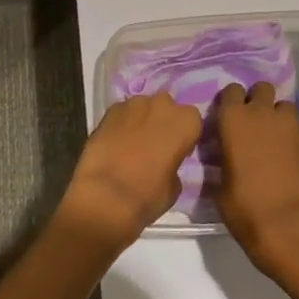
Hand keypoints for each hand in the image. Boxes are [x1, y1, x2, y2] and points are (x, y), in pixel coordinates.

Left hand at [55, 93, 202, 256]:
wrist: (105, 194)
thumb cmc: (147, 194)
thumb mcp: (175, 186)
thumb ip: (175, 164)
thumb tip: (166, 162)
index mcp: (185, 122)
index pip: (193, 120)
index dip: (185, 134)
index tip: (179, 150)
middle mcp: (162, 105)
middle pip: (167, 107)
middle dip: (163, 121)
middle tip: (157, 143)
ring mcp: (133, 104)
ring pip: (143, 106)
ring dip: (142, 119)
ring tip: (134, 143)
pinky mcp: (109, 109)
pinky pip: (122, 112)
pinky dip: (122, 123)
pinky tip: (116, 142)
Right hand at [211, 82, 298, 279]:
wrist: (288, 226)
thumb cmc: (244, 207)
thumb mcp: (219, 184)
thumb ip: (221, 160)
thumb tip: (224, 157)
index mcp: (234, 119)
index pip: (231, 91)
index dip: (231, 102)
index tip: (230, 118)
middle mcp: (263, 113)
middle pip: (262, 89)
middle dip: (259, 101)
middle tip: (254, 124)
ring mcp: (291, 126)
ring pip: (285, 107)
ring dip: (279, 117)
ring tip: (276, 139)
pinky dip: (294, 138)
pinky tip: (291, 158)